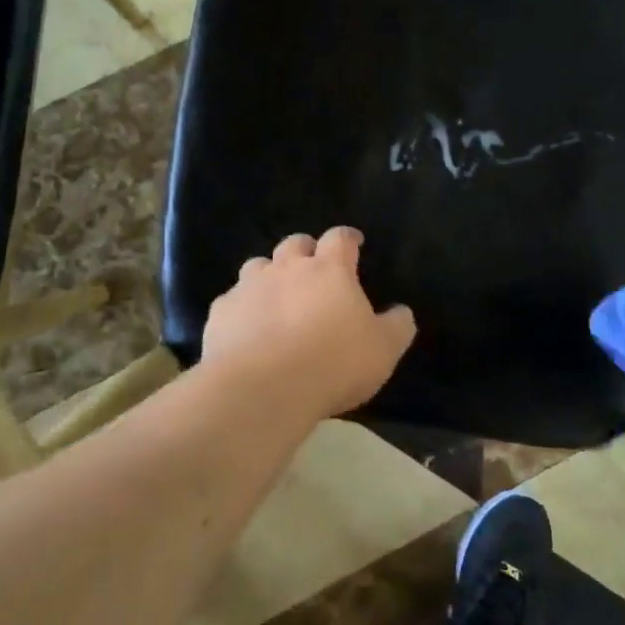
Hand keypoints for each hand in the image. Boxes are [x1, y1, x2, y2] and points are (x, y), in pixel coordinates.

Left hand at [201, 227, 416, 421]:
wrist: (263, 387)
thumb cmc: (333, 363)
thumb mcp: (383, 350)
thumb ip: (396, 327)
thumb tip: (402, 312)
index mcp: (330, 270)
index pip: (340, 238)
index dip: (348, 238)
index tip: (354, 243)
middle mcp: (287, 268)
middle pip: (295, 243)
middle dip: (305, 250)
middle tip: (313, 268)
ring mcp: (249, 287)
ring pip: (257, 265)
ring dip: (269, 275)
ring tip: (276, 297)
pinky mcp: (221, 312)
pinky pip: (232, 301)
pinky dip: (242, 308)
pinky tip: (246, 329)